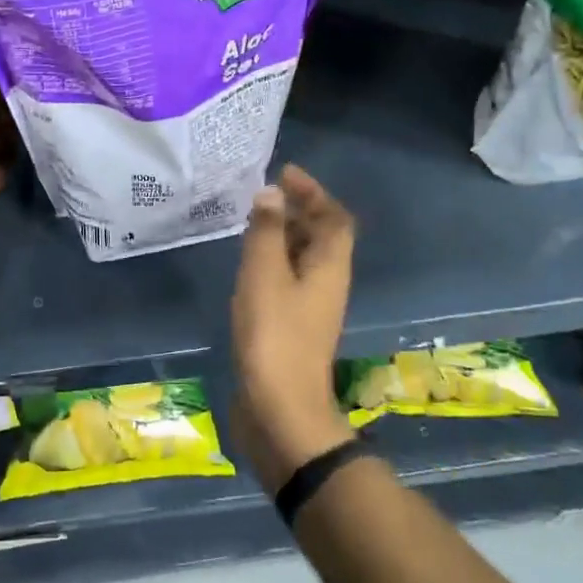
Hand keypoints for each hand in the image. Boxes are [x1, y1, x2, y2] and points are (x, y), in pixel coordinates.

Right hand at [230, 164, 356, 491]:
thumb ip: (266, 232)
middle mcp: (328, 284)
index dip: (313, 192)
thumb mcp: (265, 275)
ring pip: (305, 260)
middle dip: (298, 211)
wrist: (280, 408)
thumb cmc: (274, 335)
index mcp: (331, 266)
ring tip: (252, 223)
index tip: (285, 174)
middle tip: (264, 196)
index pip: (334, 217)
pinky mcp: (293, 327)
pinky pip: (289, 280)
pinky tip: (248, 267)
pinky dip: (274, 263)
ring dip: (284, 236)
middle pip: (323, 237)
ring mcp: (312, 308)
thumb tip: (270, 194)